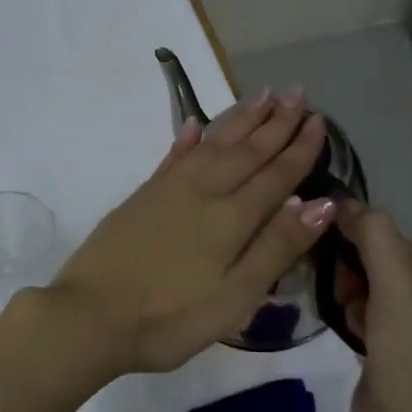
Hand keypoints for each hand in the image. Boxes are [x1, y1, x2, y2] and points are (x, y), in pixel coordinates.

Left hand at [47, 89, 337, 376]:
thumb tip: (321, 203)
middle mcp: (202, 192)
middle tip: (298, 93)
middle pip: (246, 151)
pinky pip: (173, 156)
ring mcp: (168, 190)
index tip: (319, 121)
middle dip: (275, 122)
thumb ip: (276, 247)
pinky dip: (188, 137)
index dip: (299, 149)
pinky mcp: (142, 197)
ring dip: (239, 120)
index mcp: (231, 218)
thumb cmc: (170, 318)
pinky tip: (195, 124)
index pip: (276, 175)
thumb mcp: (235, 296)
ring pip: (213, 144)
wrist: (90, 316)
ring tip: (262, 96)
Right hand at [334, 200, 411, 411]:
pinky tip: (346, 329)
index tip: (333, 255)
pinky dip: (350, 315)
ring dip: (349, 294)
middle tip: (343, 293)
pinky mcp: (388, 350)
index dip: (359, 240)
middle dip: (353, 271)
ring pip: (365, 287)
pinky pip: (362, 314)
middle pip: (376, 261)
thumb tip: (344, 203)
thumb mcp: (394, 285)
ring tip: (347, 315)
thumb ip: (374, 236)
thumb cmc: (407, 353)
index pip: (390, 238)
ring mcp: (410, 327)